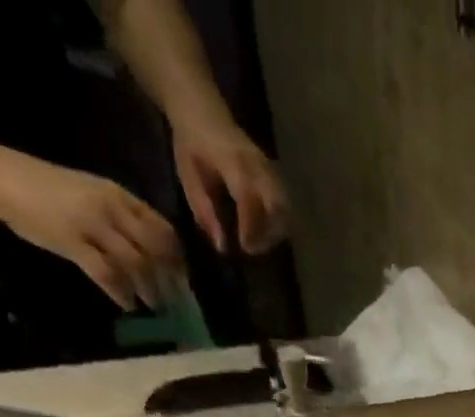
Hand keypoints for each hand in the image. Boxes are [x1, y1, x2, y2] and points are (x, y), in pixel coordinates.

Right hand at [0, 148, 181, 309]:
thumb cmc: (49, 190)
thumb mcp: (93, 196)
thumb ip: (123, 219)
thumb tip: (155, 254)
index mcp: (119, 196)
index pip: (163, 229)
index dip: (177, 258)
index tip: (182, 279)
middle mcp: (110, 208)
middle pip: (155, 250)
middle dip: (170, 279)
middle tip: (175, 301)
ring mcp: (91, 224)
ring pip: (136, 264)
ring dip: (149, 290)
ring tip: (154, 306)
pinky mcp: (72, 242)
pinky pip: (107, 274)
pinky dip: (122, 293)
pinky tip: (128, 305)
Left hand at [170, 115, 288, 254]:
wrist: (202, 110)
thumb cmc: (191, 144)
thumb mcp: (188, 176)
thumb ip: (204, 210)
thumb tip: (221, 246)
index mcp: (233, 162)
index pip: (249, 198)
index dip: (251, 227)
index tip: (245, 248)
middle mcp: (257, 166)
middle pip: (277, 207)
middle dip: (269, 234)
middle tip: (252, 249)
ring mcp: (269, 170)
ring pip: (285, 209)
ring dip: (276, 232)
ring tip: (259, 242)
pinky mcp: (275, 176)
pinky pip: (285, 205)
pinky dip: (278, 223)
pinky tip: (264, 230)